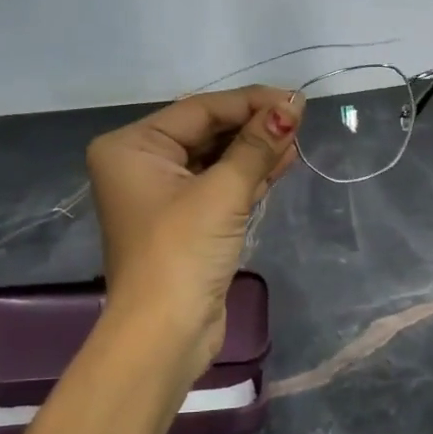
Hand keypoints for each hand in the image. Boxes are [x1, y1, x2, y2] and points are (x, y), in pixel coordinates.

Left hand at [86, 87, 301, 382]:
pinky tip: (283, 160)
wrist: (165, 333)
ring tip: (297, 137)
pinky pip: (219, 185)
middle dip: (253, 127)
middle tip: (299, 118)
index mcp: (132, 147)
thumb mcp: (223, 192)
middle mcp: (141, 164)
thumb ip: (257, 146)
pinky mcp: (186, 221)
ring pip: (216, 159)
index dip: (250, 103)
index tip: (295, 100)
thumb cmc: (183, 252)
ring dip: (256, 150)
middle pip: (207, 132)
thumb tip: (292, 105)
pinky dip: (249, 175)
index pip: (200, 110)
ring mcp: (163, 195)